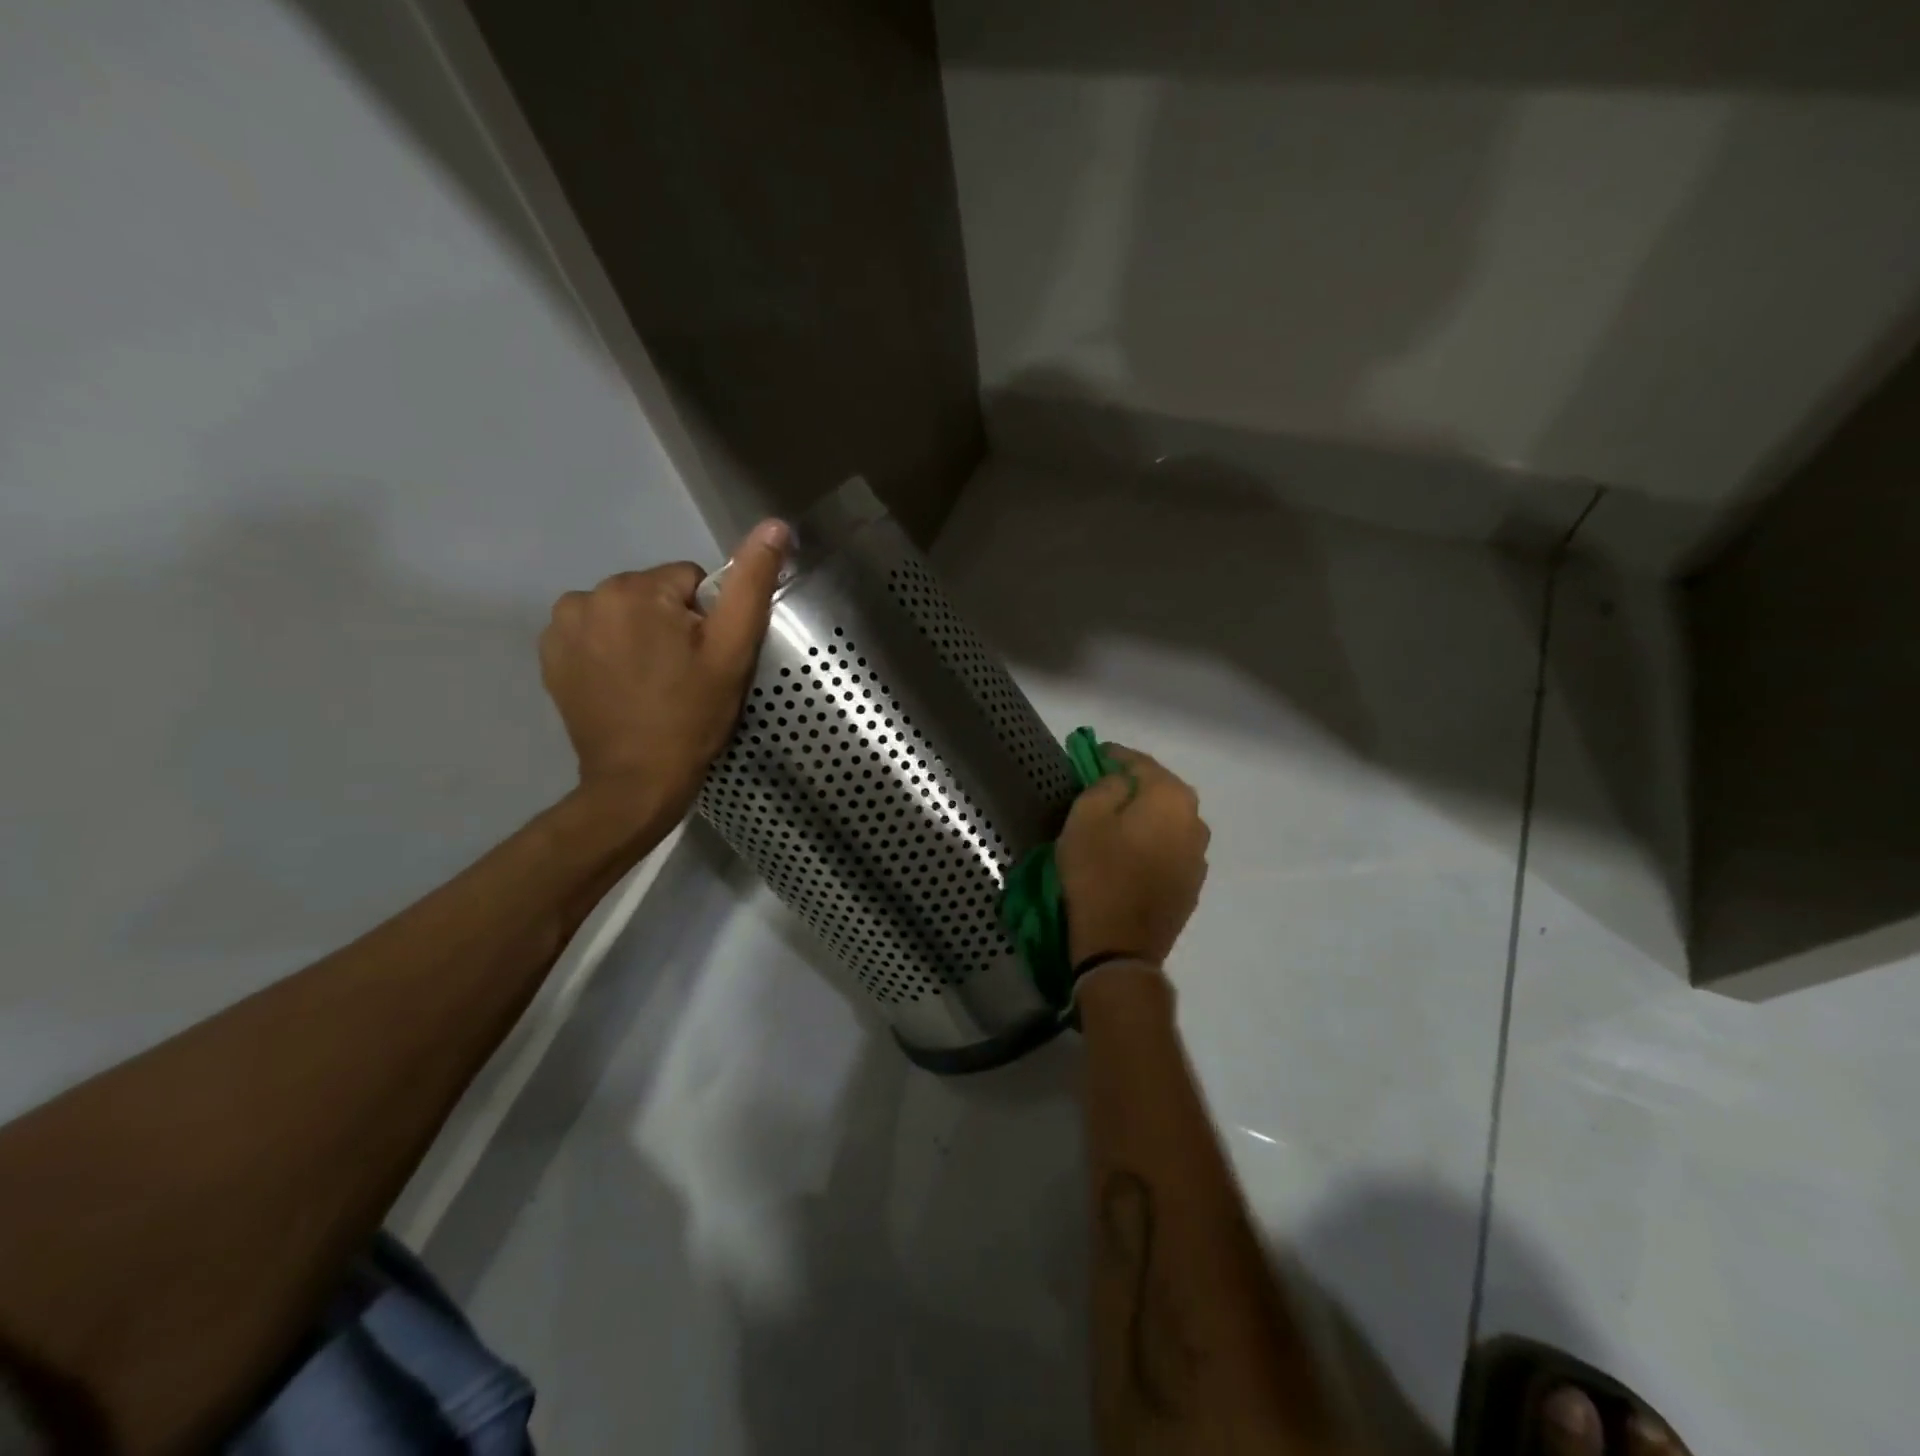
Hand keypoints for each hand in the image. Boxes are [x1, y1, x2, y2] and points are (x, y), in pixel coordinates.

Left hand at [540, 519, 789, 828]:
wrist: (636, 781)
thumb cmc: (692, 716)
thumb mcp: (733, 651)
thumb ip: (751, 584)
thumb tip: (775, 525)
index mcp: (636, 589)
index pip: (690, 581)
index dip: (706, 620)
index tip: (705, 660)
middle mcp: (588, 595)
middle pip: (653, 594)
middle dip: (672, 626)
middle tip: (684, 674)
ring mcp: (561, 627)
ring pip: (623, 613)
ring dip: (641, 637)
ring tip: (655, 682)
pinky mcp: (549, 655)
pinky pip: (595, 634)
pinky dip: (611, 652)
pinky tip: (624, 686)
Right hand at [1057, 745, 1209, 967]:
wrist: (1119, 946)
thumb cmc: (1098, 873)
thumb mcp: (1086, 817)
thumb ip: (1106, 786)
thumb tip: (1120, 783)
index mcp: (1171, 797)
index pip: (1140, 762)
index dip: (1113, 756)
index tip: (1091, 755)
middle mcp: (1196, 820)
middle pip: (1160, 790)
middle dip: (1133, 785)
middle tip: (1102, 786)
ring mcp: (1199, 855)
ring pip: (1168, 821)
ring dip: (1145, 815)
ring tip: (1117, 821)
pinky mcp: (1192, 884)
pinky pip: (1170, 849)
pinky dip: (1153, 842)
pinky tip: (1132, 853)